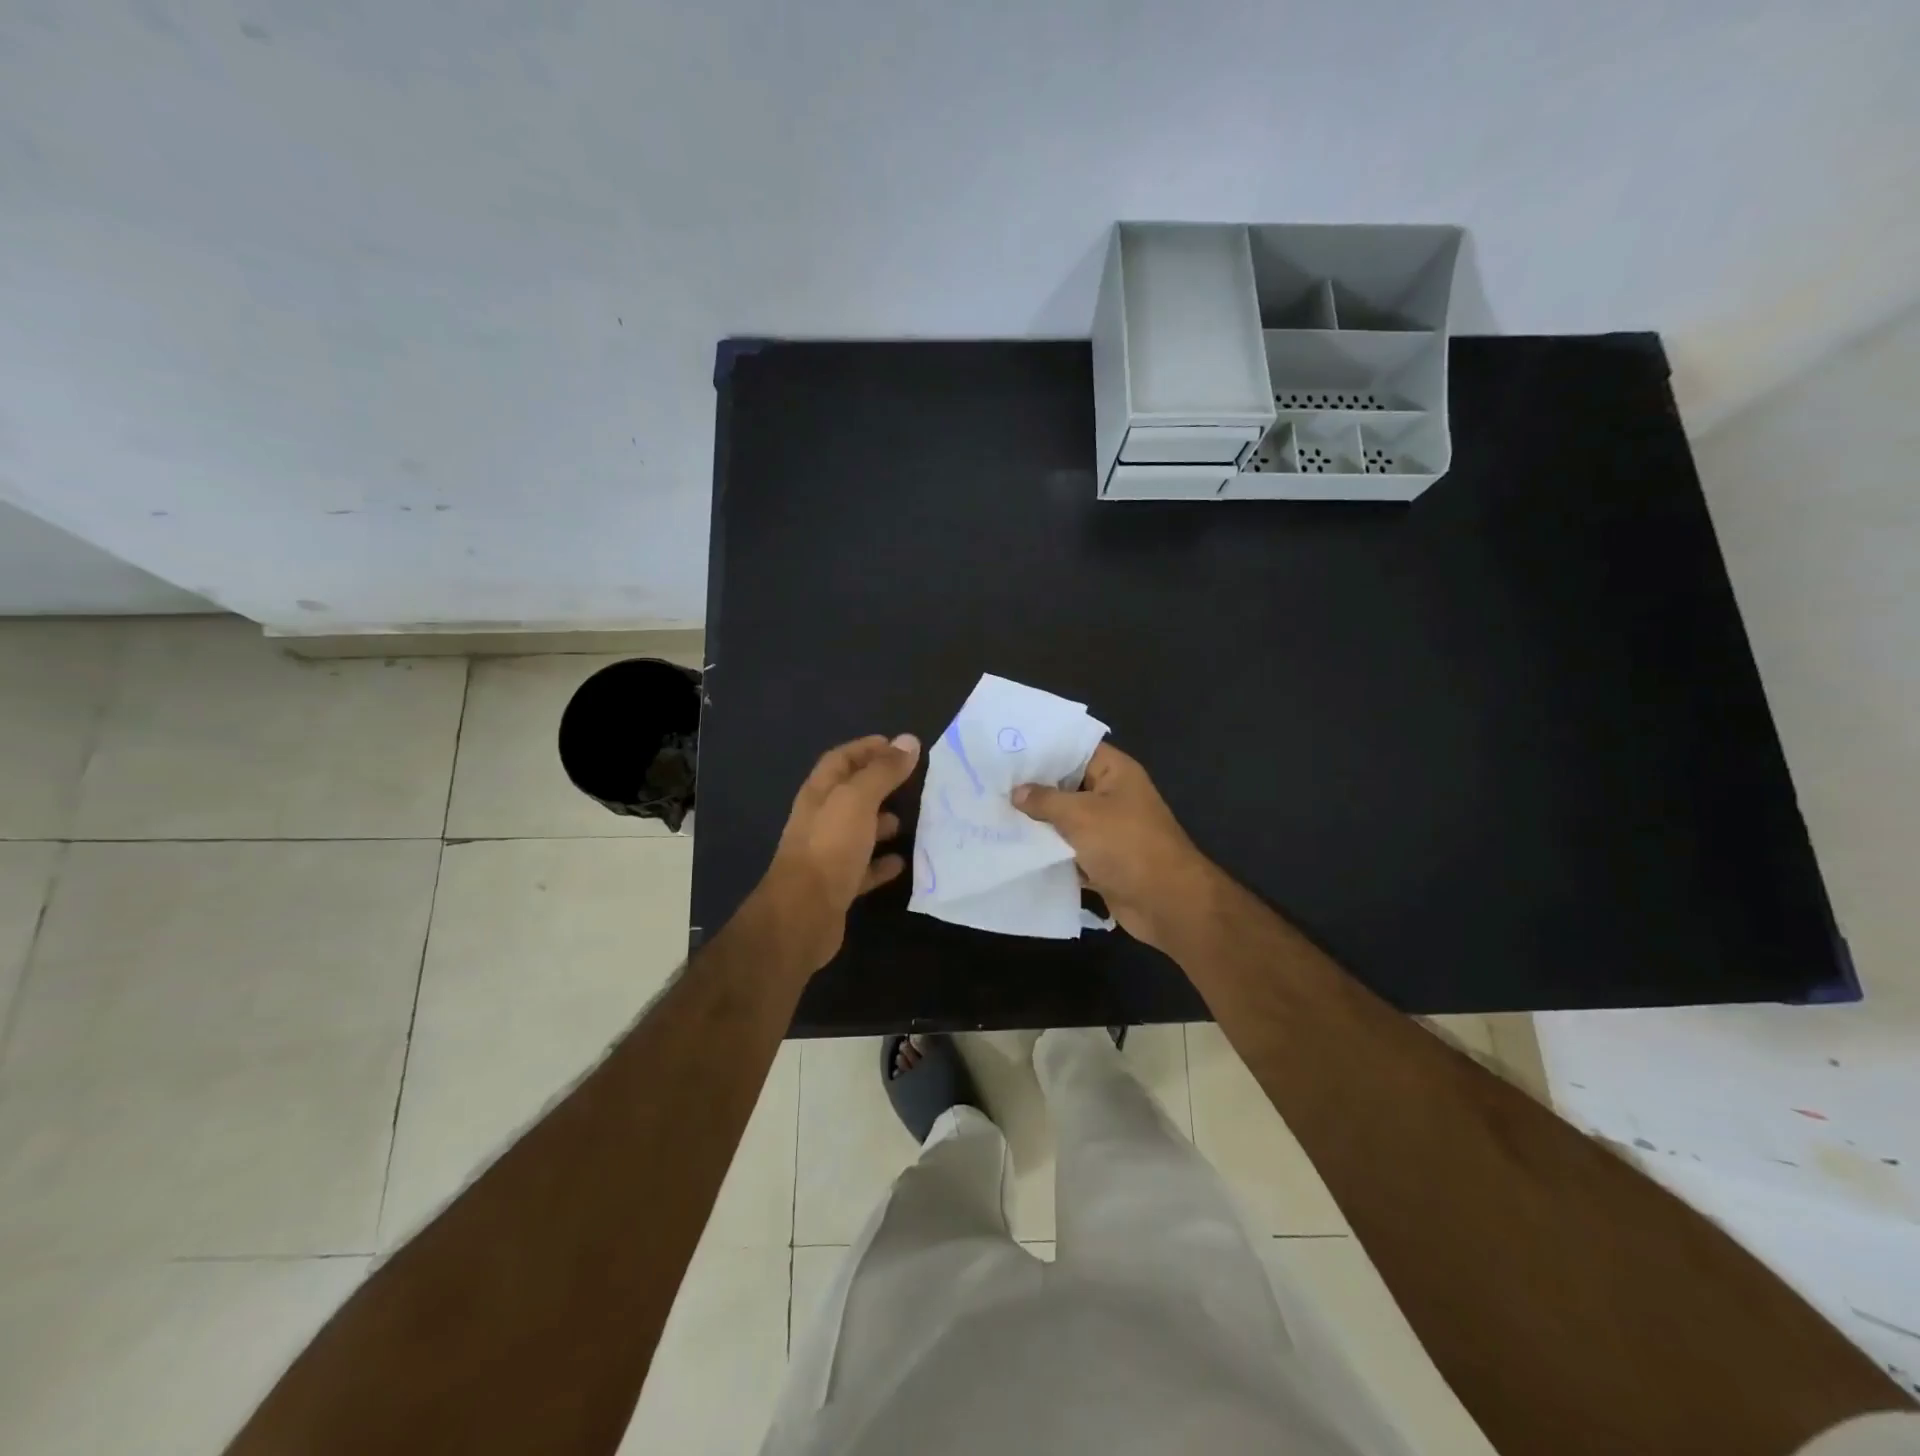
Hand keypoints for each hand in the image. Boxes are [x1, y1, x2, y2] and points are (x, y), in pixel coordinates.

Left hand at [758, 733, 920, 970]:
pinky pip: (863, 867)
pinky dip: (881, 863)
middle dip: (877, 784)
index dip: (866, 749)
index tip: (897, 746)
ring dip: (880, 822)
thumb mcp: (858, 800)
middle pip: (849, 794)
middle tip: (911, 781)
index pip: (841, 760)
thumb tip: (909, 741)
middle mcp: (820, 820)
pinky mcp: (837, 885)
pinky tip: (902, 862)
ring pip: (857, 830)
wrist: (803, 914)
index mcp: (819, 794)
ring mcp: (827, 854)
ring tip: (910, 819)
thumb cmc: (830, 847)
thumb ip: (883, 771)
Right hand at [1012, 742, 1216, 950]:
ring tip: (993, 815)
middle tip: (991, 785)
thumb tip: (1017, 792)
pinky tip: (1013, 849)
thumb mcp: (1081, 815)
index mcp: (1115, 772)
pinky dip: (1048, 853)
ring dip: (1037, 824)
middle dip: (1033, 789)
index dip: (1043, 750)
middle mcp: (1112, 796)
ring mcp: (1108, 830)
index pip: (1075, 750)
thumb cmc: (1126, 845)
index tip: (1006, 752)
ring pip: (1065, 821)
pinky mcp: (1102, 860)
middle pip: (1067, 786)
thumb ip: (1045, 800)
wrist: (1166, 903)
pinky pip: (1069, 851)